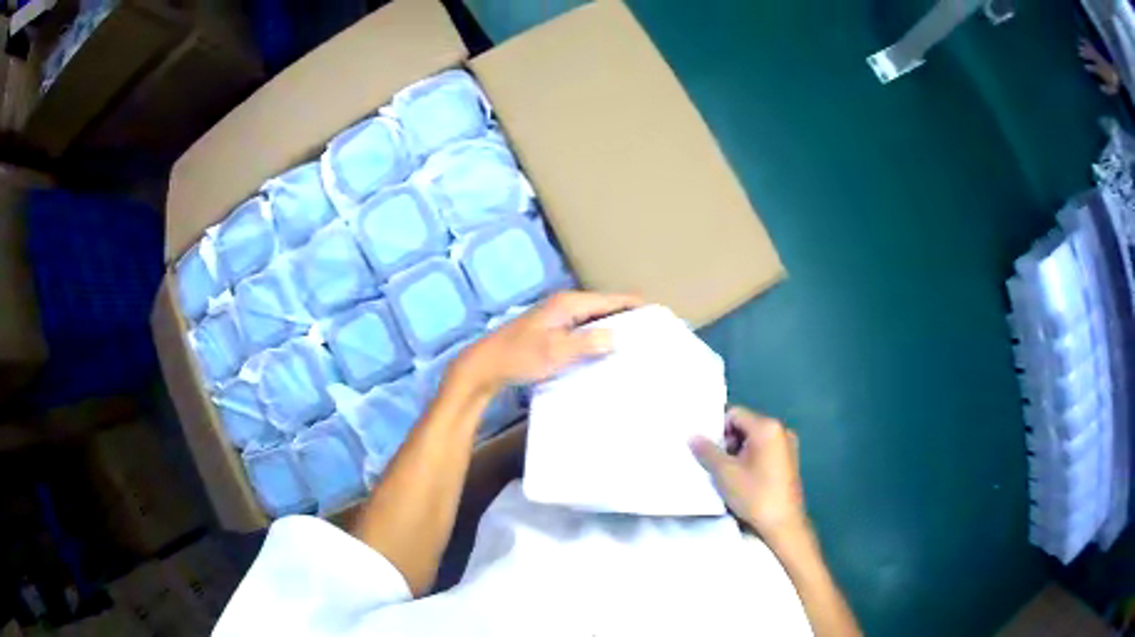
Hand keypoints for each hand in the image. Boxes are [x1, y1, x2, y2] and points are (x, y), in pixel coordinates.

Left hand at [452, 291, 641, 393]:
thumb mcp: (555, 351)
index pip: (610, 299)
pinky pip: (584, 330)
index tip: (658, 315)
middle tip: (651, 333)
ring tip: (636, 344)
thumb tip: (617, 337)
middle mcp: (565, 305)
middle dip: (627, 317)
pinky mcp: (553, 332)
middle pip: (604, 307)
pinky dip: (598, 338)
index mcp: (568, 304)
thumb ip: (586, 343)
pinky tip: (606, 353)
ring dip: (613, 329)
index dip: (635, 305)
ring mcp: (558, 318)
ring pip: (594, 320)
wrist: (485, 366)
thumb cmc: (519, 357)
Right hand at [691, 407, 808, 544]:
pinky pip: (764, 451)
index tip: (707, 450)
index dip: (717, 429)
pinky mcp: (789, 461)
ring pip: (754, 440)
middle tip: (715, 464)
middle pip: (745, 426)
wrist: (783, 524)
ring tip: (727, 475)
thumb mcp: (725, 473)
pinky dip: (751, 460)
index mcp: (767, 427)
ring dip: (738, 453)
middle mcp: (781, 430)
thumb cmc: (755, 495)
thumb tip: (693, 436)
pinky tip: (743, 480)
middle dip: (728, 443)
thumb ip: (707, 451)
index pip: (735, 414)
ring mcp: (788, 446)